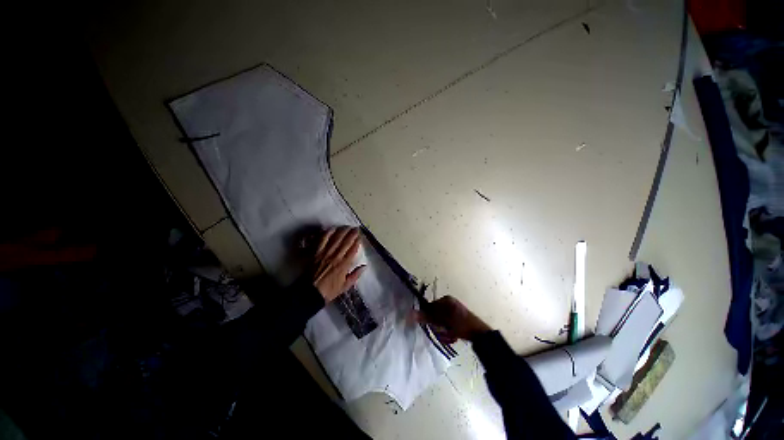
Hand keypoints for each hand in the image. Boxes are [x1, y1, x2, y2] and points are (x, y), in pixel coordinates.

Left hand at [312, 226, 365, 302]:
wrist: (310, 293)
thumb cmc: (329, 291)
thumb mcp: (345, 286)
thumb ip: (355, 275)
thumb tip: (364, 266)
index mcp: (344, 265)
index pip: (353, 249)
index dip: (357, 241)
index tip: (360, 236)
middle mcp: (336, 257)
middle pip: (345, 242)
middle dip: (352, 233)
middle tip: (355, 228)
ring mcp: (325, 253)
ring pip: (335, 239)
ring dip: (342, 231)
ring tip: (346, 226)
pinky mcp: (316, 252)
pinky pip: (322, 240)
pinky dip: (327, 233)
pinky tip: (331, 229)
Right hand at [414, 296, 491, 342]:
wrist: (480, 334)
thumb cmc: (461, 324)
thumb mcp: (443, 321)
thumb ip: (427, 317)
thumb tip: (410, 314)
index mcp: (446, 300)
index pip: (430, 307)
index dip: (430, 318)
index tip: (435, 327)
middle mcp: (450, 302)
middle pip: (436, 315)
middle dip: (439, 326)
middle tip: (444, 332)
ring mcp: (455, 310)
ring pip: (442, 322)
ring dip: (444, 330)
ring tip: (450, 335)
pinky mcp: (459, 318)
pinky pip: (448, 324)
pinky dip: (449, 331)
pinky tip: (453, 336)